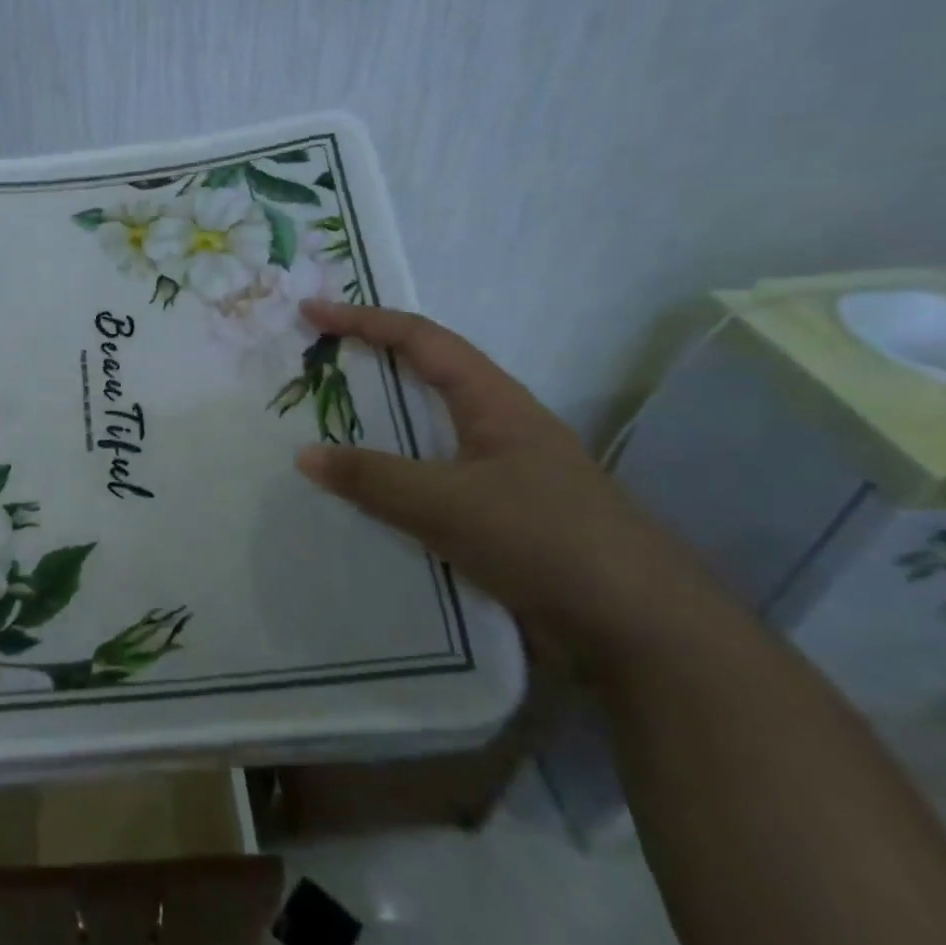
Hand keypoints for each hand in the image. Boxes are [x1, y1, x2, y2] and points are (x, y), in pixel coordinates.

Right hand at [294, 301, 716, 665]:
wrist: (640, 631)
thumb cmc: (545, 540)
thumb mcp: (449, 504)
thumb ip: (374, 479)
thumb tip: (304, 455)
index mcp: (494, 402)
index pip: (421, 339)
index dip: (364, 320)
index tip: (312, 313)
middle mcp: (498, 427)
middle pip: (423, 378)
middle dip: (368, 365)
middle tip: (311, 367)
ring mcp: (501, 474)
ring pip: (425, 434)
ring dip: (377, 427)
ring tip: (323, 429)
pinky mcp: (499, 517)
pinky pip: (431, 482)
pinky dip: (392, 478)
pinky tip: (363, 500)